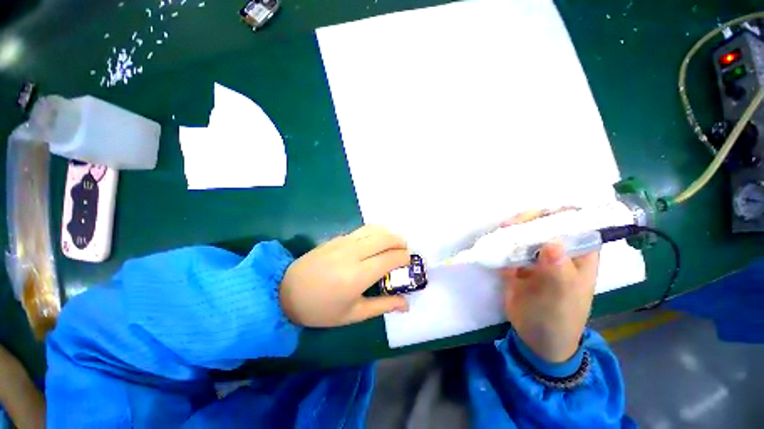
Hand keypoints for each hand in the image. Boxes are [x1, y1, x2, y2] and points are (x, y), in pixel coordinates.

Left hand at [280, 225, 410, 327]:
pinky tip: (376, 244)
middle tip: (404, 253)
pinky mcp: (338, 237)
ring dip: (389, 235)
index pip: (391, 258)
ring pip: (375, 229)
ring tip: (392, 246)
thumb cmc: (321, 309)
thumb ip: (383, 306)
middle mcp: (353, 253)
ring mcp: (344, 242)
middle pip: (386, 237)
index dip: (405, 259)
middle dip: (401, 243)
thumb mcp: (353, 314)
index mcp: (358, 275)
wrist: (285, 292)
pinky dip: (376, 233)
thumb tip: (406, 304)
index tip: (409, 264)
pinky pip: (363, 230)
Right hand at [499, 210, 599, 362]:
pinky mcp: (518, 263)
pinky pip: (510, 246)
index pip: (578, 225)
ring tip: (502, 230)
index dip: (563, 214)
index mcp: (580, 256)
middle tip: (514, 223)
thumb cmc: (558, 319)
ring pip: (526, 234)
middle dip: (531, 220)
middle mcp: (559, 252)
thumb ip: (559, 271)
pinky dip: (502, 241)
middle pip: (547, 225)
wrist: (535, 338)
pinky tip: (495, 240)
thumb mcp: (562, 298)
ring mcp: (536, 257)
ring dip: (514, 230)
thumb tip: (552, 244)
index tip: (543, 213)